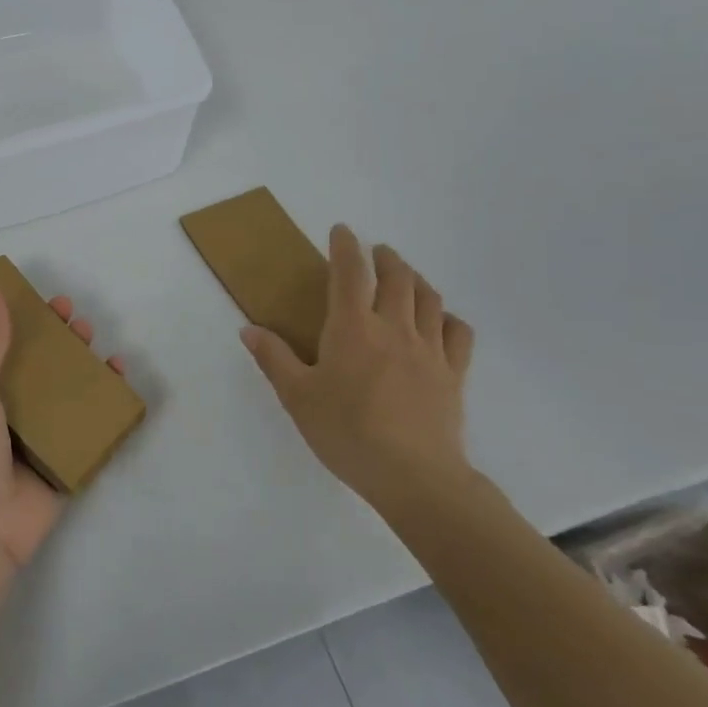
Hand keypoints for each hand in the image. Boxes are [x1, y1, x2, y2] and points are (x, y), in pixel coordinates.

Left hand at [0, 281, 127, 580]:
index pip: (2, 346)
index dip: (23, 322)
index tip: (46, 301)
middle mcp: (7, 411)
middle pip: (40, 366)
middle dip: (59, 340)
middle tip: (76, 319)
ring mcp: (37, 437)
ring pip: (67, 393)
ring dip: (84, 366)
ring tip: (99, 344)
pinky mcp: (64, 461)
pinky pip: (89, 427)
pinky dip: (107, 405)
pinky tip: (121, 380)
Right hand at [241, 227, 474, 514]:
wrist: (414, 476)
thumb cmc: (347, 432)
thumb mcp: (297, 397)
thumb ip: (274, 358)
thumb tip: (248, 329)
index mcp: (353, 328)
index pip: (350, 272)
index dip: (346, 246)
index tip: (342, 230)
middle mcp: (394, 327)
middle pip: (397, 277)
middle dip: (385, 257)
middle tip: (376, 252)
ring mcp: (429, 349)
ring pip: (429, 297)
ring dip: (415, 278)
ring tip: (405, 276)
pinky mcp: (453, 373)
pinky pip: (458, 332)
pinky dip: (448, 316)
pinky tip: (441, 320)